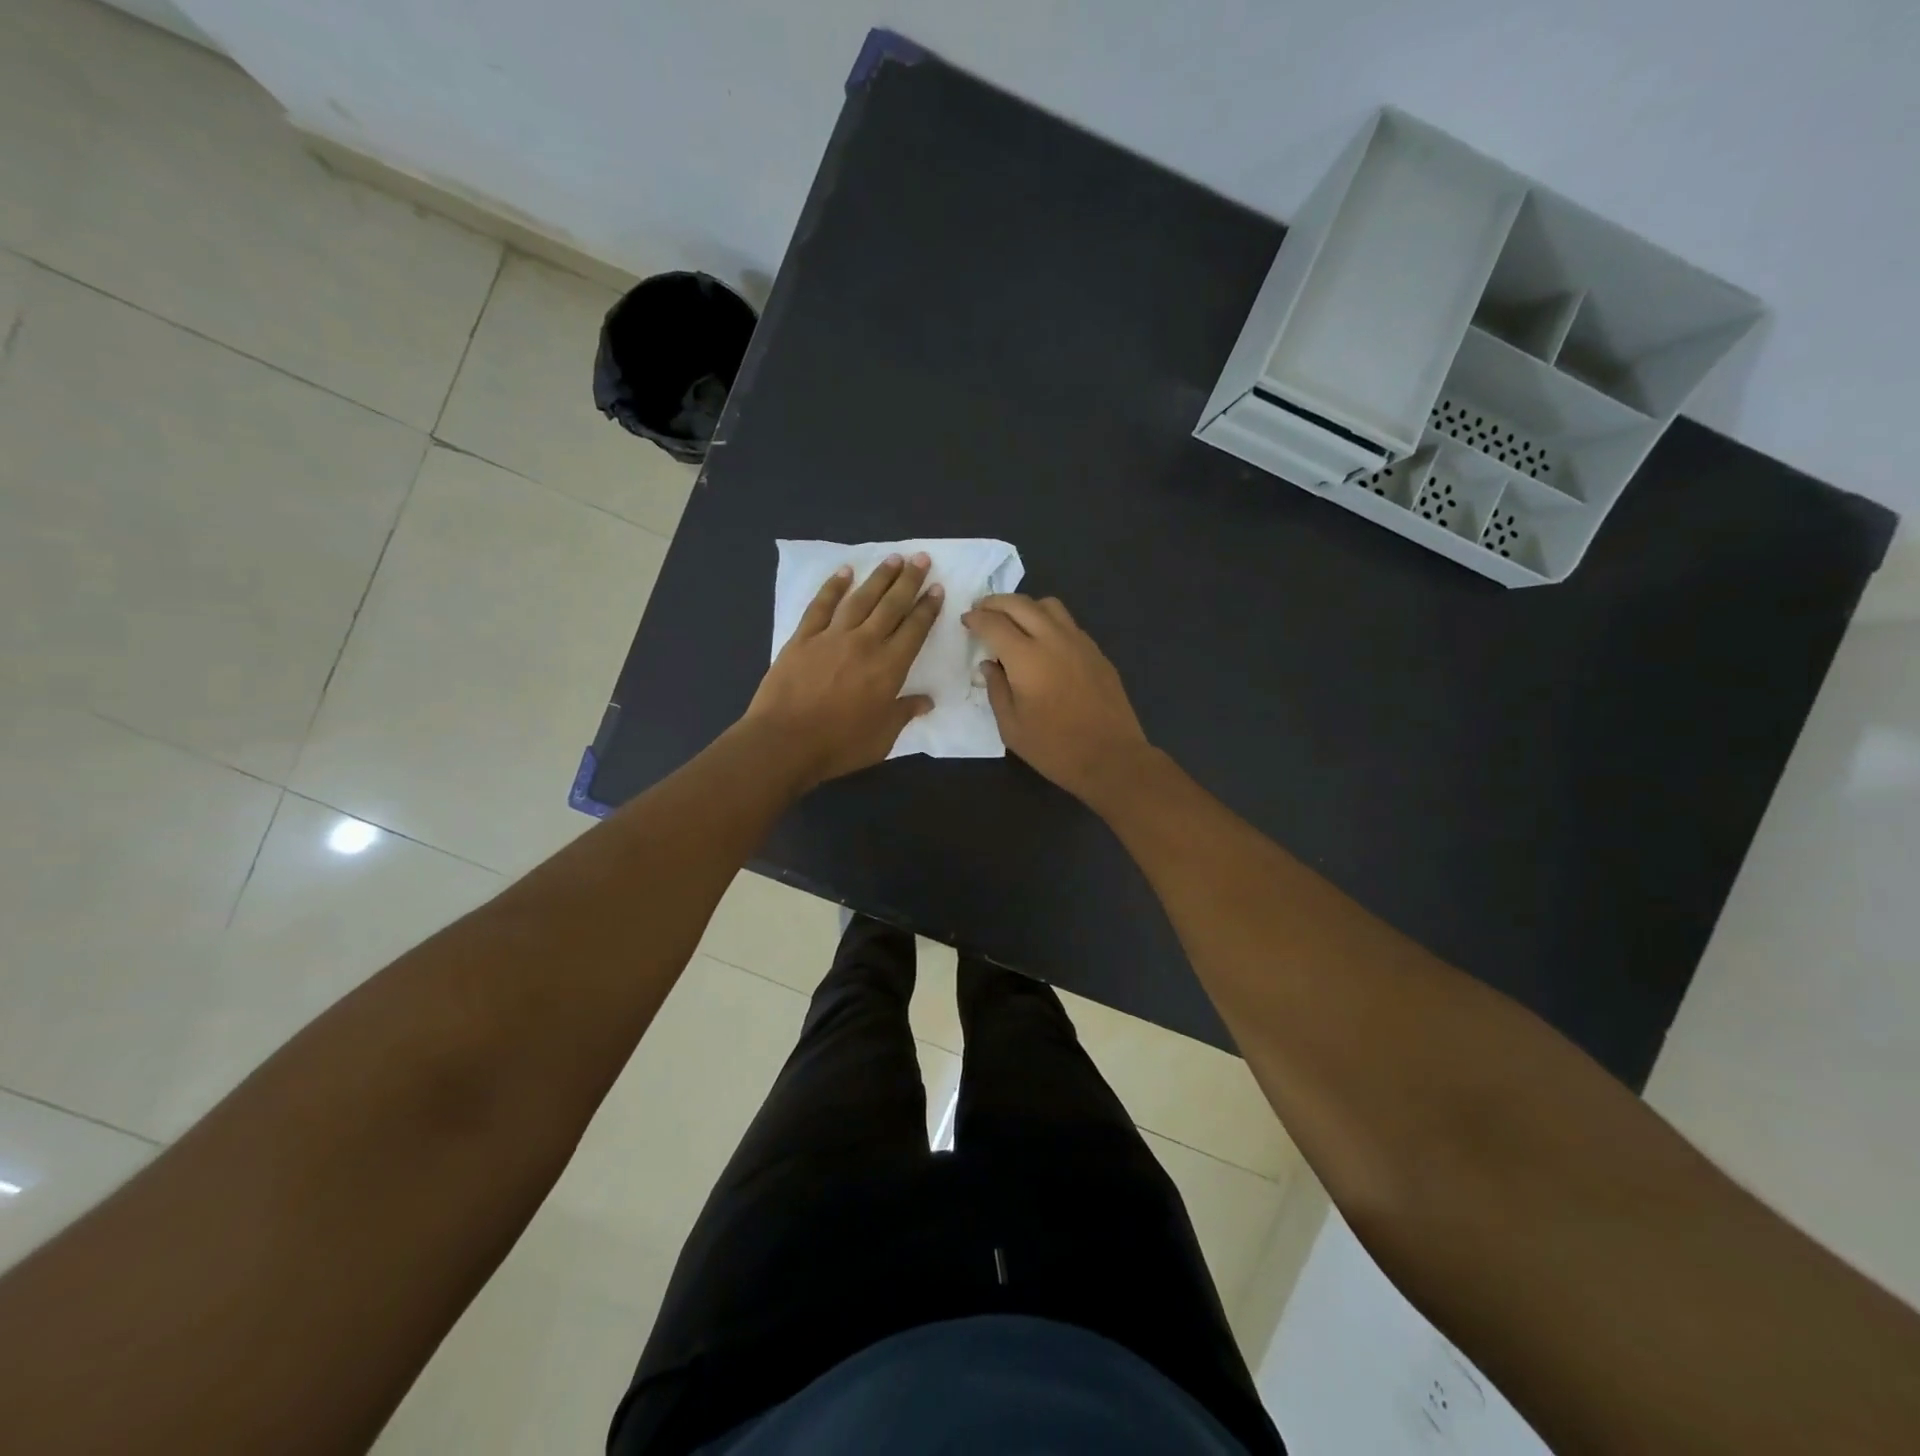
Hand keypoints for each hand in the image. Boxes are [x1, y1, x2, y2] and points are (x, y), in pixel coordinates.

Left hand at [744, 553, 941, 788]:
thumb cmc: (838, 745)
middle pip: (891, 605)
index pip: (914, 630)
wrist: (784, 742)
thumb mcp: (882, 737)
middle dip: (909, 581)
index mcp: (889, 667)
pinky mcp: (803, 638)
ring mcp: (832, 637)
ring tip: (893, 558)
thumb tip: (926, 701)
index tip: (936, 588)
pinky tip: (844, 572)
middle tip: (921, 558)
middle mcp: (865, 643)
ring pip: (860, 599)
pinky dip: (833, 586)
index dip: (927, 608)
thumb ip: (904, 713)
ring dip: (878, 577)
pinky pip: (821, 605)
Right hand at [962, 593, 1152, 803]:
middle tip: (982, 611)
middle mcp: (1053, 639)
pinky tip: (1043, 642)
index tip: (966, 620)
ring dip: (1025, 606)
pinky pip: (1068, 623)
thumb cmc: (1054, 748)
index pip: (994, 623)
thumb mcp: (1011, 727)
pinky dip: (1048, 621)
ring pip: (1049, 605)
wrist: (1111, 757)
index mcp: (1027, 658)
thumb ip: (996, 689)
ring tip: (1013, 621)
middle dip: (996, 603)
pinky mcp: (1096, 652)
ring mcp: (1079, 642)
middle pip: (1020, 604)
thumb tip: (990, 665)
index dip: (976, 618)